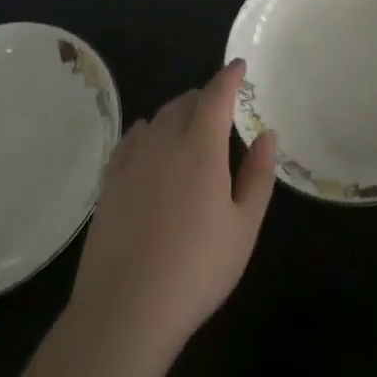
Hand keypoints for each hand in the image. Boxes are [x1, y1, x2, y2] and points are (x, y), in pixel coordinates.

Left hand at [69, 60, 276, 356]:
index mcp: (201, 147)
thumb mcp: (243, 227)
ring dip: (178, 112)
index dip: (229, 76)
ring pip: (158, 117)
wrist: (126, 309)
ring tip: (190, 126)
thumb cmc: (197, 270)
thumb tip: (267, 134)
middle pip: (185, 102)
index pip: (216, 95)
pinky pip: (132, 138)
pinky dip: (148, 131)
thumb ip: (258, 175)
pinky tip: (150, 143)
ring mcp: (132, 160)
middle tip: (221, 107)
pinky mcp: (109, 181)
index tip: (239, 66)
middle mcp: (164, 141)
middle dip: (206, 96)